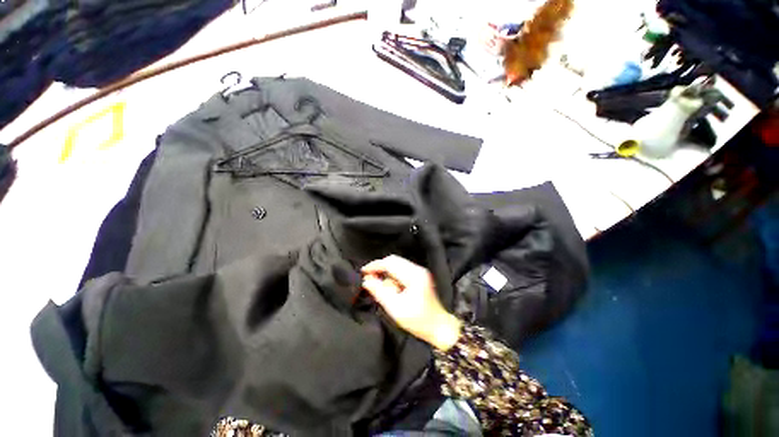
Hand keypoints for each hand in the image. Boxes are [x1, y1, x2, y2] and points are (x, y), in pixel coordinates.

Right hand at [362, 255, 460, 350]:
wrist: (439, 327)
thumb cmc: (418, 321)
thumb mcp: (395, 308)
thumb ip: (380, 292)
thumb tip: (367, 280)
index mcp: (413, 275)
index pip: (390, 263)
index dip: (375, 266)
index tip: (363, 272)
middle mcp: (418, 269)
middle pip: (394, 261)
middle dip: (380, 268)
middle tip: (369, 278)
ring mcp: (420, 271)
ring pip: (398, 265)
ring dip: (387, 272)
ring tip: (380, 286)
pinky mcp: (420, 276)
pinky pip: (402, 270)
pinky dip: (393, 275)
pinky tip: (390, 287)